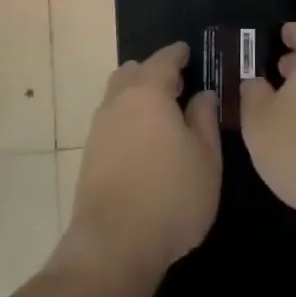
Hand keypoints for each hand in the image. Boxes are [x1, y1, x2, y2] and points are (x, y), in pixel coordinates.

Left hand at [62, 42, 221, 291]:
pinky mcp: (90, 155)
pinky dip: (127, 118)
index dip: (176, 54)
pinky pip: (111, 121)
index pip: (162, 60)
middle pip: (132, 73)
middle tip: (176, 84)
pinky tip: (143, 140)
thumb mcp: (205, 158)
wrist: (114, 244)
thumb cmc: (171, 196)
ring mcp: (99, 129)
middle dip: (152, 72)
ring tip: (161, 113)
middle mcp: (118, 103)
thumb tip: (202, 95)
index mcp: (148, 94)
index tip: (187, 51)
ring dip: (137, 96)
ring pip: (117, 96)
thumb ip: (204, 120)